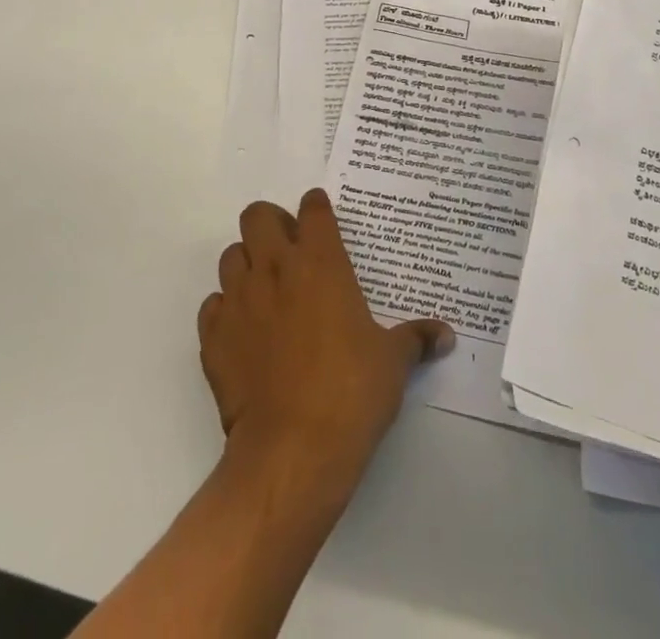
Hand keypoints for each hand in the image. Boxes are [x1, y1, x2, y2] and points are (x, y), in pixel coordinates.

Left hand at [200, 190, 453, 498]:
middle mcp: (275, 268)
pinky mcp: (213, 336)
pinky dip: (226, 310)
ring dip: (247, 263)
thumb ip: (416, 339)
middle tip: (289, 249)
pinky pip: (213, 306)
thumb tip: (446, 335)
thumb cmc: (351, 392)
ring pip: (231, 255)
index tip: (322, 218)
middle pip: (258, 216)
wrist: (292, 451)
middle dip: (272, 223)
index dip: (317, 209)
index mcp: (320, 262)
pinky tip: (244, 331)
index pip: (313, 209)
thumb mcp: (393, 362)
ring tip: (266, 289)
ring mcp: (239, 300)